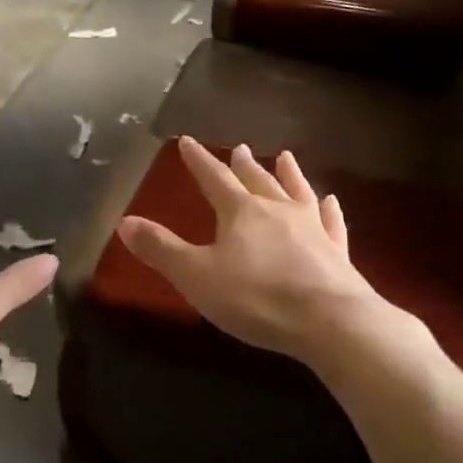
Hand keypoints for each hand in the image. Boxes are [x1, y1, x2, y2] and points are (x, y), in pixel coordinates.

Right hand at [117, 137, 385, 365]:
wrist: (329, 321)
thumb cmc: (256, 298)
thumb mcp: (196, 276)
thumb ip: (161, 249)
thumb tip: (125, 221)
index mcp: (241, 213)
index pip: (214, 179)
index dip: (199, 161)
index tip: (187, 141)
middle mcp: (278, 211)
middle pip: (257, 180)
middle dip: (243, 165)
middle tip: (239, 148)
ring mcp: (312, 229)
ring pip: (297, 192)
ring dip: (288, 175)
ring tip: (285, 157)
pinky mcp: (337, 252)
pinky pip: (331, 222)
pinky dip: (329, 210)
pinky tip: (331, 201)